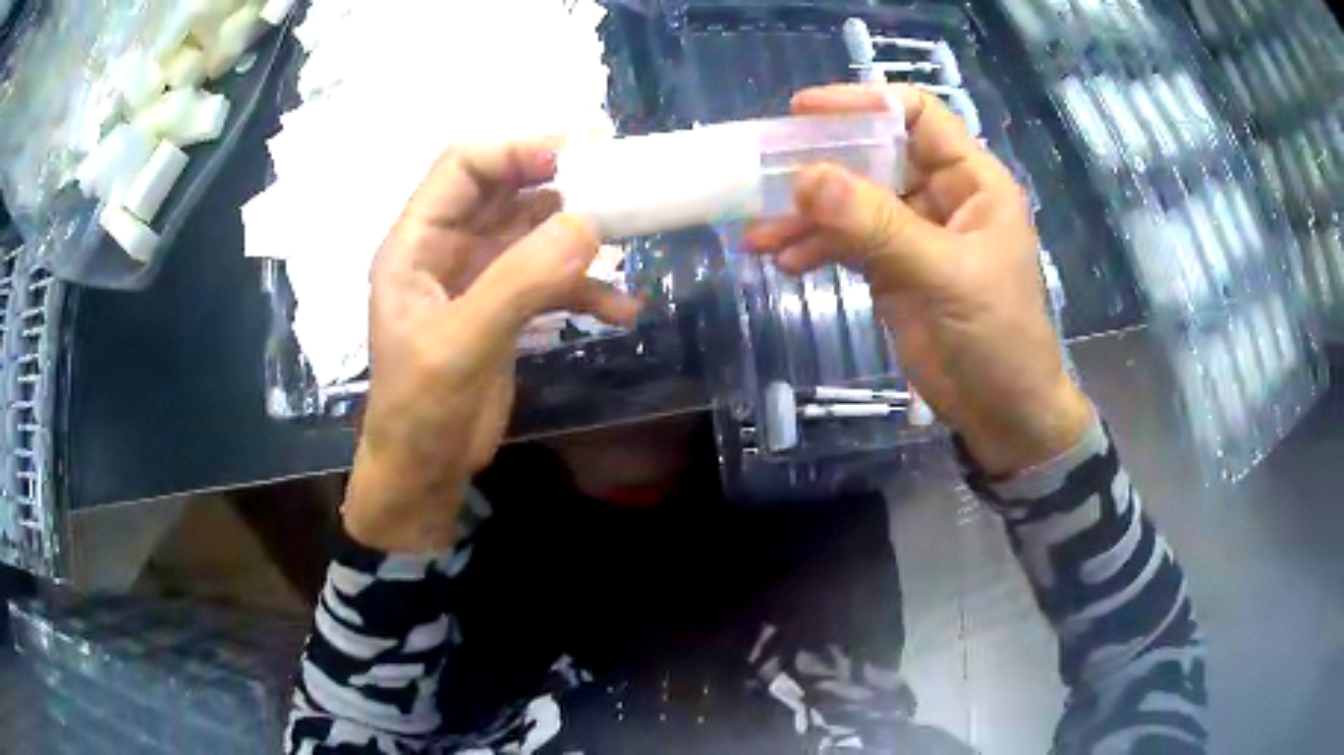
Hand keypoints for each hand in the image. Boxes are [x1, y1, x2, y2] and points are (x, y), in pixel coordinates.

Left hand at [344, 140, 639, 550]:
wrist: (425, 472)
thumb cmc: (421, 410)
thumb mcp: (462, 344)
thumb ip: (520, 281)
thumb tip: (589, 224)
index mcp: (417, 243)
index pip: (464, 166)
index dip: (517, 150)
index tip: (579, 155)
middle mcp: (446, 249)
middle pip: (505, 190)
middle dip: (560, 183)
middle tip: (620, 182)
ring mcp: (478, 277)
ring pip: (534, 231)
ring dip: (580, 235)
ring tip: (629, 240)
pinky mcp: (505, 308)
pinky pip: (550, 279)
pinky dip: (586, 288)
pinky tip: (623, 310)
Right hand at [746, 84, 1091, 476]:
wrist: (1004, 414)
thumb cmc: (998, 338)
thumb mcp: (944, 275)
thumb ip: (878, 225)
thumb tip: (805, 178)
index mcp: (972, 180)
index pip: (917, 115)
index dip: (864, 103)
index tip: (805, 111)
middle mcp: (941, 195)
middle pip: (874, 155)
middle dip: (820, 165)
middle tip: (765, 175)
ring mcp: (914, 233)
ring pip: (853, 203)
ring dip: (807, 216)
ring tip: (761, 236)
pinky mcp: (894, 269)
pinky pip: (847, 243)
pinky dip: (815, 248)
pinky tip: (786, 263)